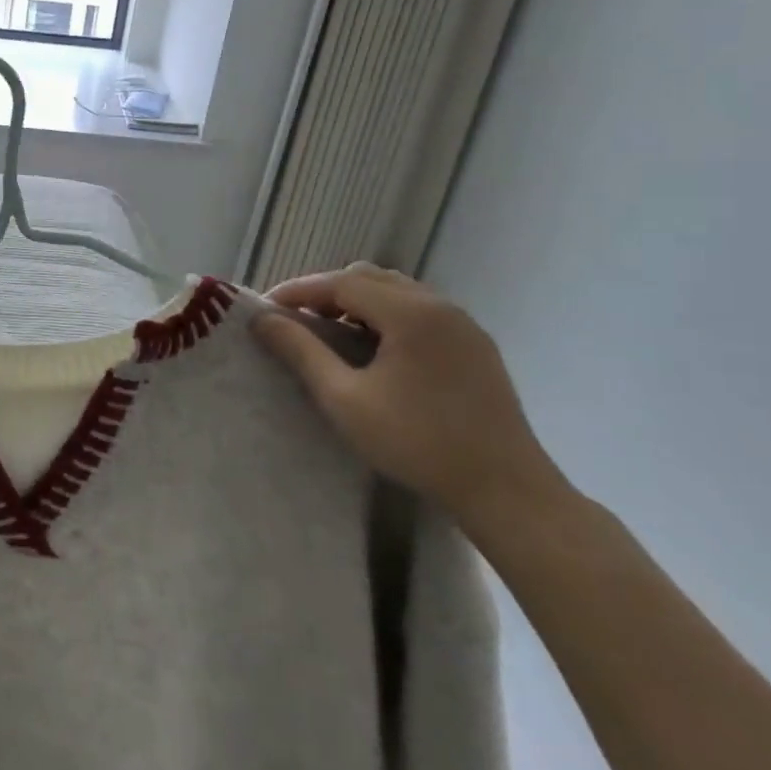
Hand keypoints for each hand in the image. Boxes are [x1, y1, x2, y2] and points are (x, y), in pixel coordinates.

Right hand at [253, 263, 568, 527]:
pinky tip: (375, 350)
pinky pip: (420, 311)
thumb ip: (301, 352)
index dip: (299, 290)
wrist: (507, 491)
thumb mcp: (345, 400)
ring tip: (331, 334)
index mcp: (410, 312)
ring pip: (397, 292)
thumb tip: (263, 320)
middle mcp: (439, 305)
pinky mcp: (476, 345)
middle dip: (327, 292)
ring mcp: (463, 324)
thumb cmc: (417, 443)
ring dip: (358, 303)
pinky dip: (387, 316)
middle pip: (369, 278)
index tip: (266, 308)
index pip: (341, 282)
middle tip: (296, 320)